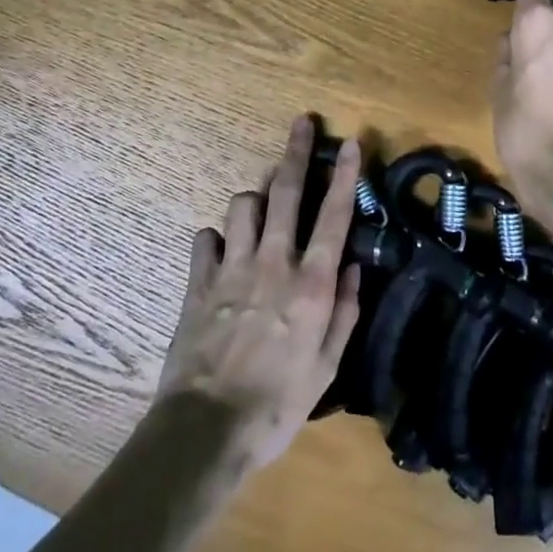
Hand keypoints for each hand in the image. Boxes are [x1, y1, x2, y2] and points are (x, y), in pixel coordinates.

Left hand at [156, 116, 362, 475]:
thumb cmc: (278, 404)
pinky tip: (223, 250)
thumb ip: (344, 311)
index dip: (345, 174)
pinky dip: (218, 238)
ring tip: (263, 207)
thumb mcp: (327, 368)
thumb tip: (352, 266)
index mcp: (311, 283)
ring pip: (243, 205)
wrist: (207, 429)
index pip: (334, 215)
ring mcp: (233, 267)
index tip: (352, 142)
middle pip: (286, 191)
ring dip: (256, 198)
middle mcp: (274, 262)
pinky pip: (207, 238)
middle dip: (296, 151)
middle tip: (302, 122)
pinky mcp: (199, 281)